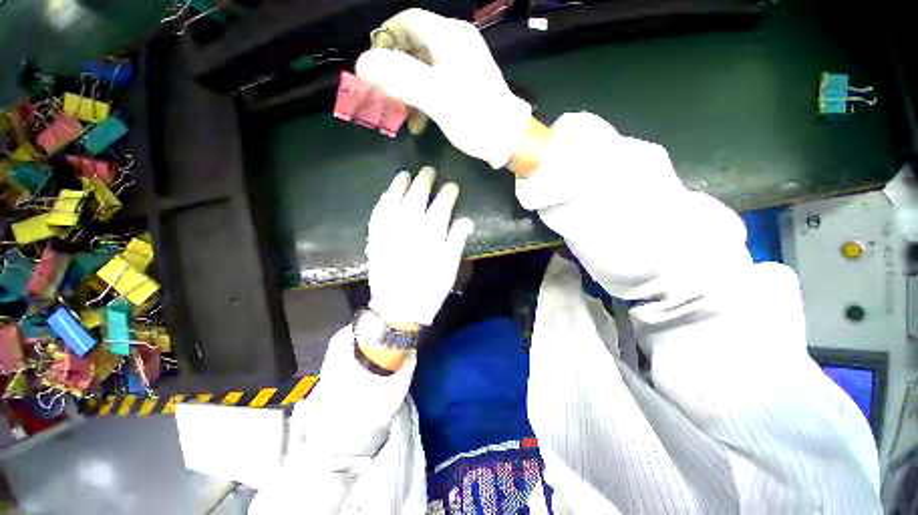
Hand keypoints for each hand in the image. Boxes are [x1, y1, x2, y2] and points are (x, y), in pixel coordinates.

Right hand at [356, 9, 531, 168]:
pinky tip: (421, 123)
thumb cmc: (474, 118)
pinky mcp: (466, 85)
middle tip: (386, 98)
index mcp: (449, 37)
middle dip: (395, 72)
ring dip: (409, 92)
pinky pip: (436, 84)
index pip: (407, 21)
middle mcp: (456, 44)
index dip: (385, 40)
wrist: (507, 140)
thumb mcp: (436, 98)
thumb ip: (400, 77)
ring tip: (404, 117)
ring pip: (423, 69)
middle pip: (413, 46)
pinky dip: (424, 100)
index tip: (373, 67)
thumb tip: (362, 63)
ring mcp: (462, 65)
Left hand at [366, 166, 474, 327]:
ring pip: (394, 200)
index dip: (448, 193)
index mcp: (431, 233)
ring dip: (399, 185)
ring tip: (404, 175)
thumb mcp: (449, 267)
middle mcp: (409, 226)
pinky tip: (385, 195)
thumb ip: (456, 240)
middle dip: (424, 180)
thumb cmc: (428, 289)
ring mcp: (389, 230)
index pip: (442, 205)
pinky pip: (377, 214)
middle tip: (428, 170)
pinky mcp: (375, 238)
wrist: (398, 308)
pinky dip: (382, 202)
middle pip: (417, 196)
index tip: (453, 186)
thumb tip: (466, 220)